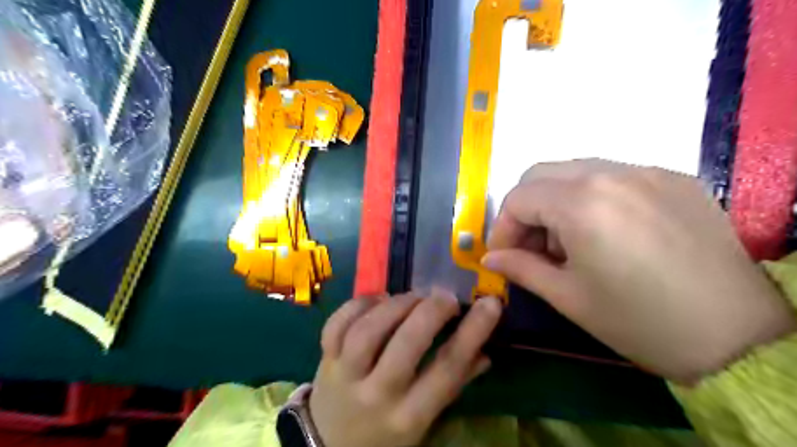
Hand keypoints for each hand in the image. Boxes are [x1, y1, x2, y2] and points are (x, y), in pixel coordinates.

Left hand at [308, 290, 499, 445]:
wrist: (330, 446)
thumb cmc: (386, 433)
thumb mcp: (423, 421)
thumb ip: (454, 384)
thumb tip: (486, 351)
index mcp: (410, 416)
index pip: (447, 369)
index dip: (472, 332)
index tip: (490, 303)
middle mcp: (377, 394)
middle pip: (405, 344)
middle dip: (430, 311)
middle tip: (446, 297)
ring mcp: (345, 375)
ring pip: (368, 330)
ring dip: (396, 304)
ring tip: (414, 297)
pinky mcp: (324, 359)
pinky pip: (337, 324)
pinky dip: (359, 304)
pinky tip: (379, 300)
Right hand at [483, 161, 792, 382]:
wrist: (739, 337)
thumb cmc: (639, 321)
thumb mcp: (567, 297)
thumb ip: (521, 269)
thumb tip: (490, 259)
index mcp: (582, 203)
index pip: (518, 198)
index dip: (503, 228)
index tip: (504, 256)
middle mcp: (612, 173)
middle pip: (541, 173)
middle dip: (526, 208)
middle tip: (531, 245)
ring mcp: (647, 171)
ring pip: (575, 170)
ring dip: (556, 200)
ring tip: (568, 241)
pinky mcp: (673, 179)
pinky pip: (613, 176)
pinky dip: (591, 197)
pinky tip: (605, 232)